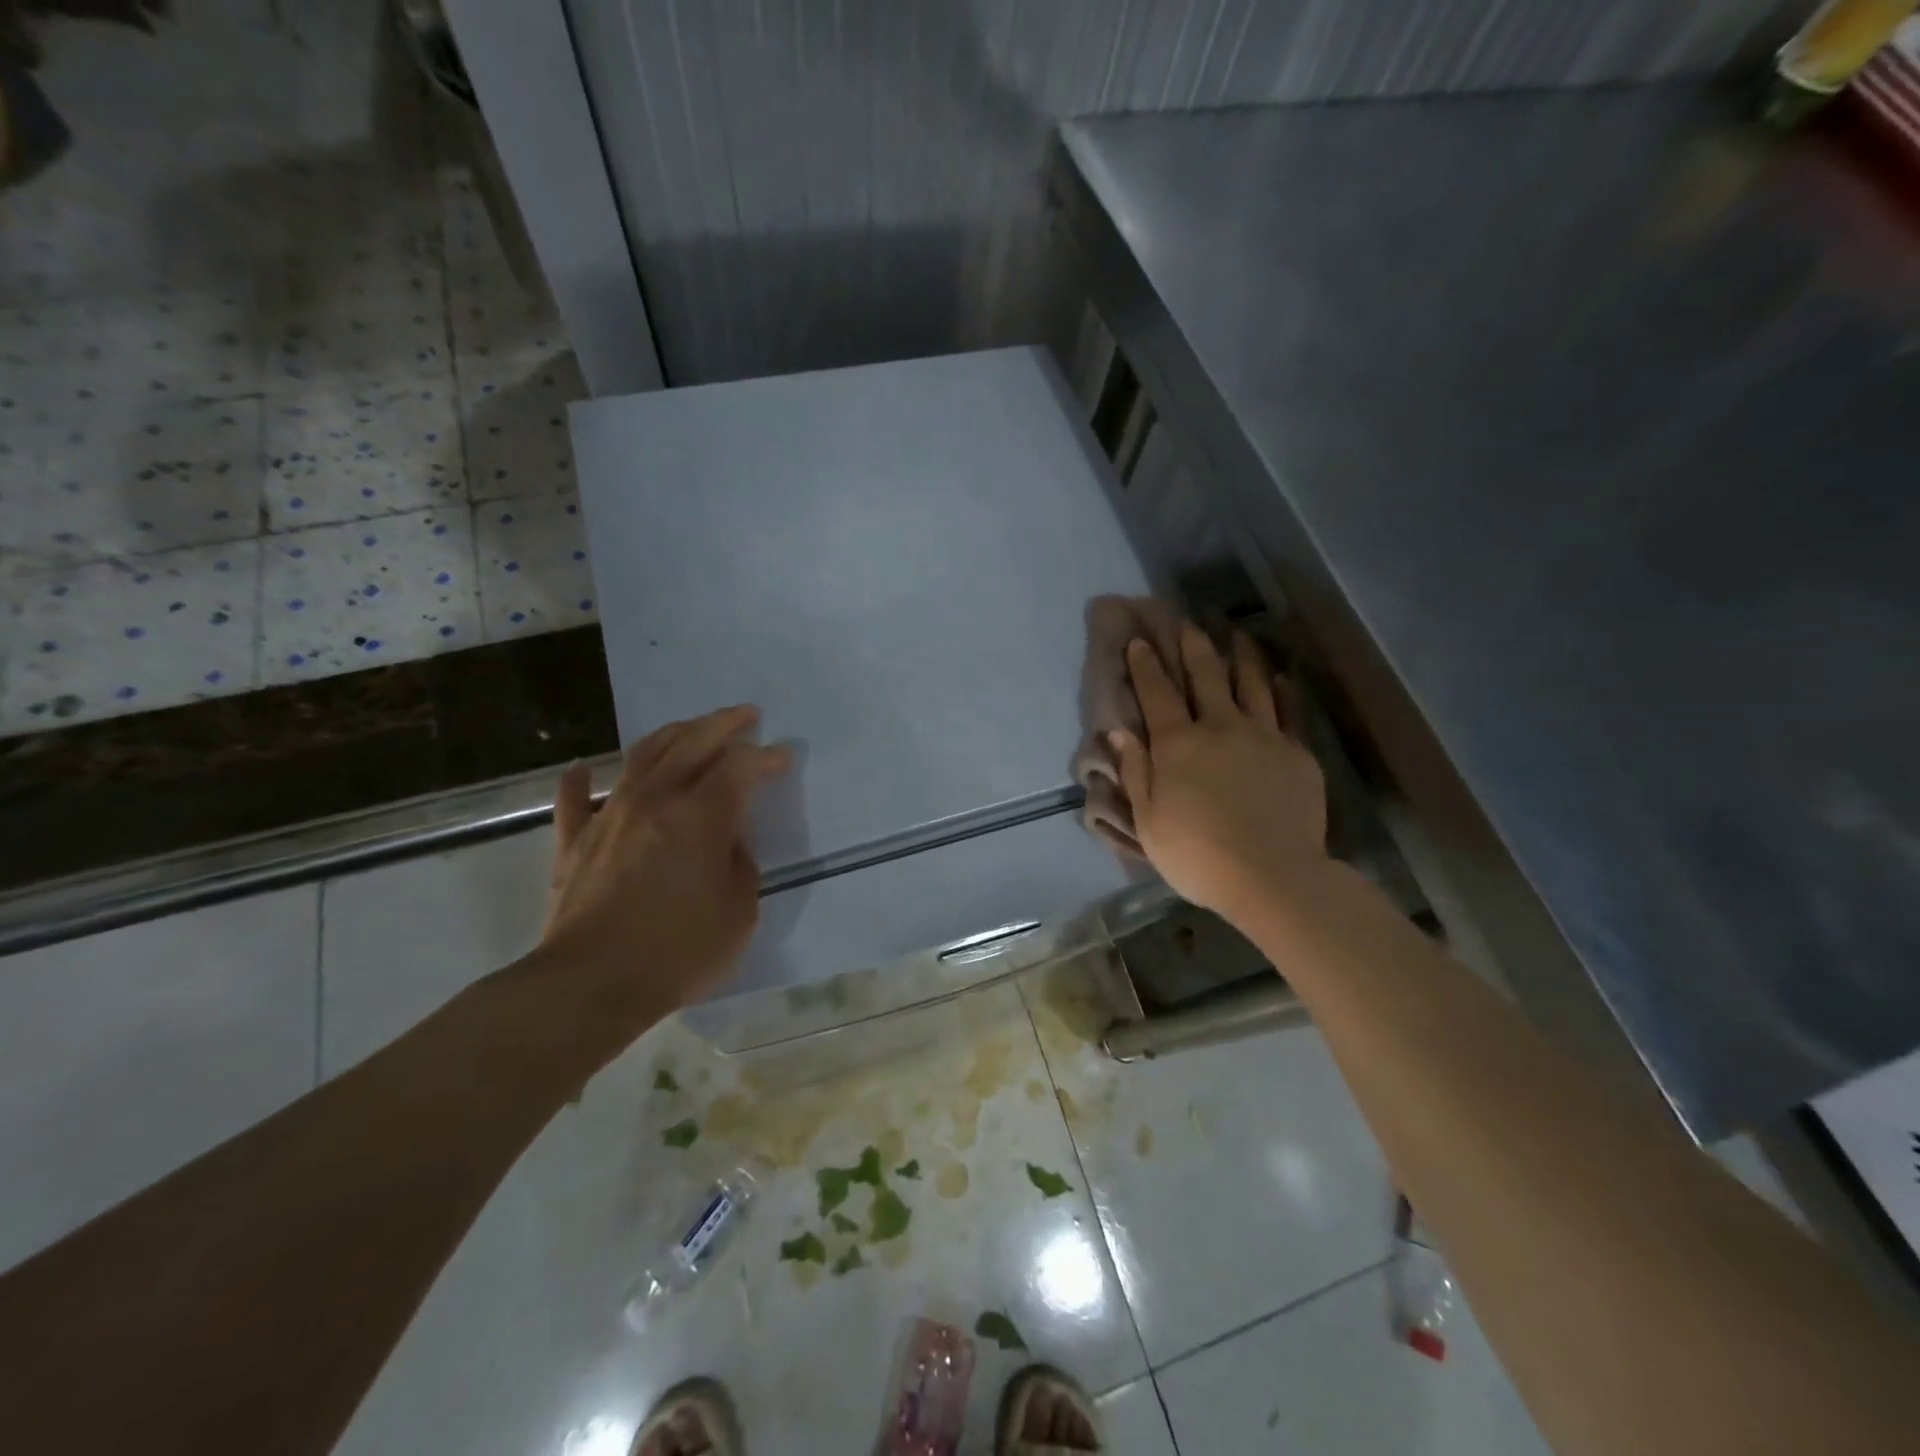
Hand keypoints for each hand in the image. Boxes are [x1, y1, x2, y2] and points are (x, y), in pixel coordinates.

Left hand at [540, 705, 790, 1022]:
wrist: (589, 984)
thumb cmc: (677, 951)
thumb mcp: (739, 911)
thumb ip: (739, 864)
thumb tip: (726, 842)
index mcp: (700, 815)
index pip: (739, 767)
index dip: (765, 757)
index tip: (783, 757)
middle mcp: (654, 800)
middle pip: (690, 744)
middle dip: (722, 724)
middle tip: (745, 715)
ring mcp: (608, 816)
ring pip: (641, 757)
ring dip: (670, 735)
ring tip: (689, 727)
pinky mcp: (573, 843)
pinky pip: (574, 800)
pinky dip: (580, 780)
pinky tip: (584, 766)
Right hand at [1111, 625, 1328, 920]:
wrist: (1272, 876)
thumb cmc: (1197, 855)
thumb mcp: (1148, 821)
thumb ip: (1135, 771)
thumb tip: (1119, 731)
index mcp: (1178, 744)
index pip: (1157, 693)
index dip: (1145, 665)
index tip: (1138, 640)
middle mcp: (1219, 727)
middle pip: (1205, 676)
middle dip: (1192, 646)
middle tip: (1186, 622)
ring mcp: (1263, 736)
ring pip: (1252, 683)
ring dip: (1241, 655)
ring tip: (1237, 634)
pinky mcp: (1296, 752)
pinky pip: (1289, 710)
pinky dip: (1283, 690)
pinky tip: (1281, 676)